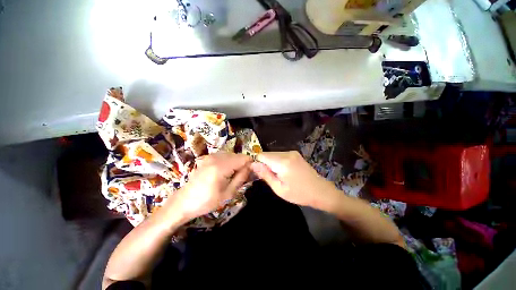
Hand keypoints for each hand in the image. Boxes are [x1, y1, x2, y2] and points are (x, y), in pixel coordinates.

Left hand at [172, 152, 251, 219]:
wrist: (184, 201)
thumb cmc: (207, 201)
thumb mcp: (228, 193)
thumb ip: (241, 177)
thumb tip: (250, 167)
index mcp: (221, 167)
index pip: (243, 158)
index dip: (250, 164)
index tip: (251, 172)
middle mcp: (216, 158)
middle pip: (238, 155)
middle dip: (243, 163)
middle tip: (242, 176)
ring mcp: (210, 156)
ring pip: (231, 154)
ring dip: (236, 162)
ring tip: (233, 175)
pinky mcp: (207, 157)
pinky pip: (224, 155)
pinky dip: (228, 161)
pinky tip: (225, 171)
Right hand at [250, 151, 337, 208]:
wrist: (320, 191)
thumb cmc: (299, 194)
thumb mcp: (279, 189)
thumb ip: (265, 175)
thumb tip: (252, 164)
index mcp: (282, 162)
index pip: (261, 155)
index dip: (257, 163)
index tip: (259, 174)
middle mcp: (287, 153)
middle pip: (267, 154)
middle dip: (264, 164)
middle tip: (270, 177)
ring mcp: (292, 152)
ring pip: (273, 154)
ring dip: (271, 163)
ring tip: (278, 175)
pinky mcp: (295, 153)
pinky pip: (280, 155)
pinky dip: (277, 162)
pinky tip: (283, 171)